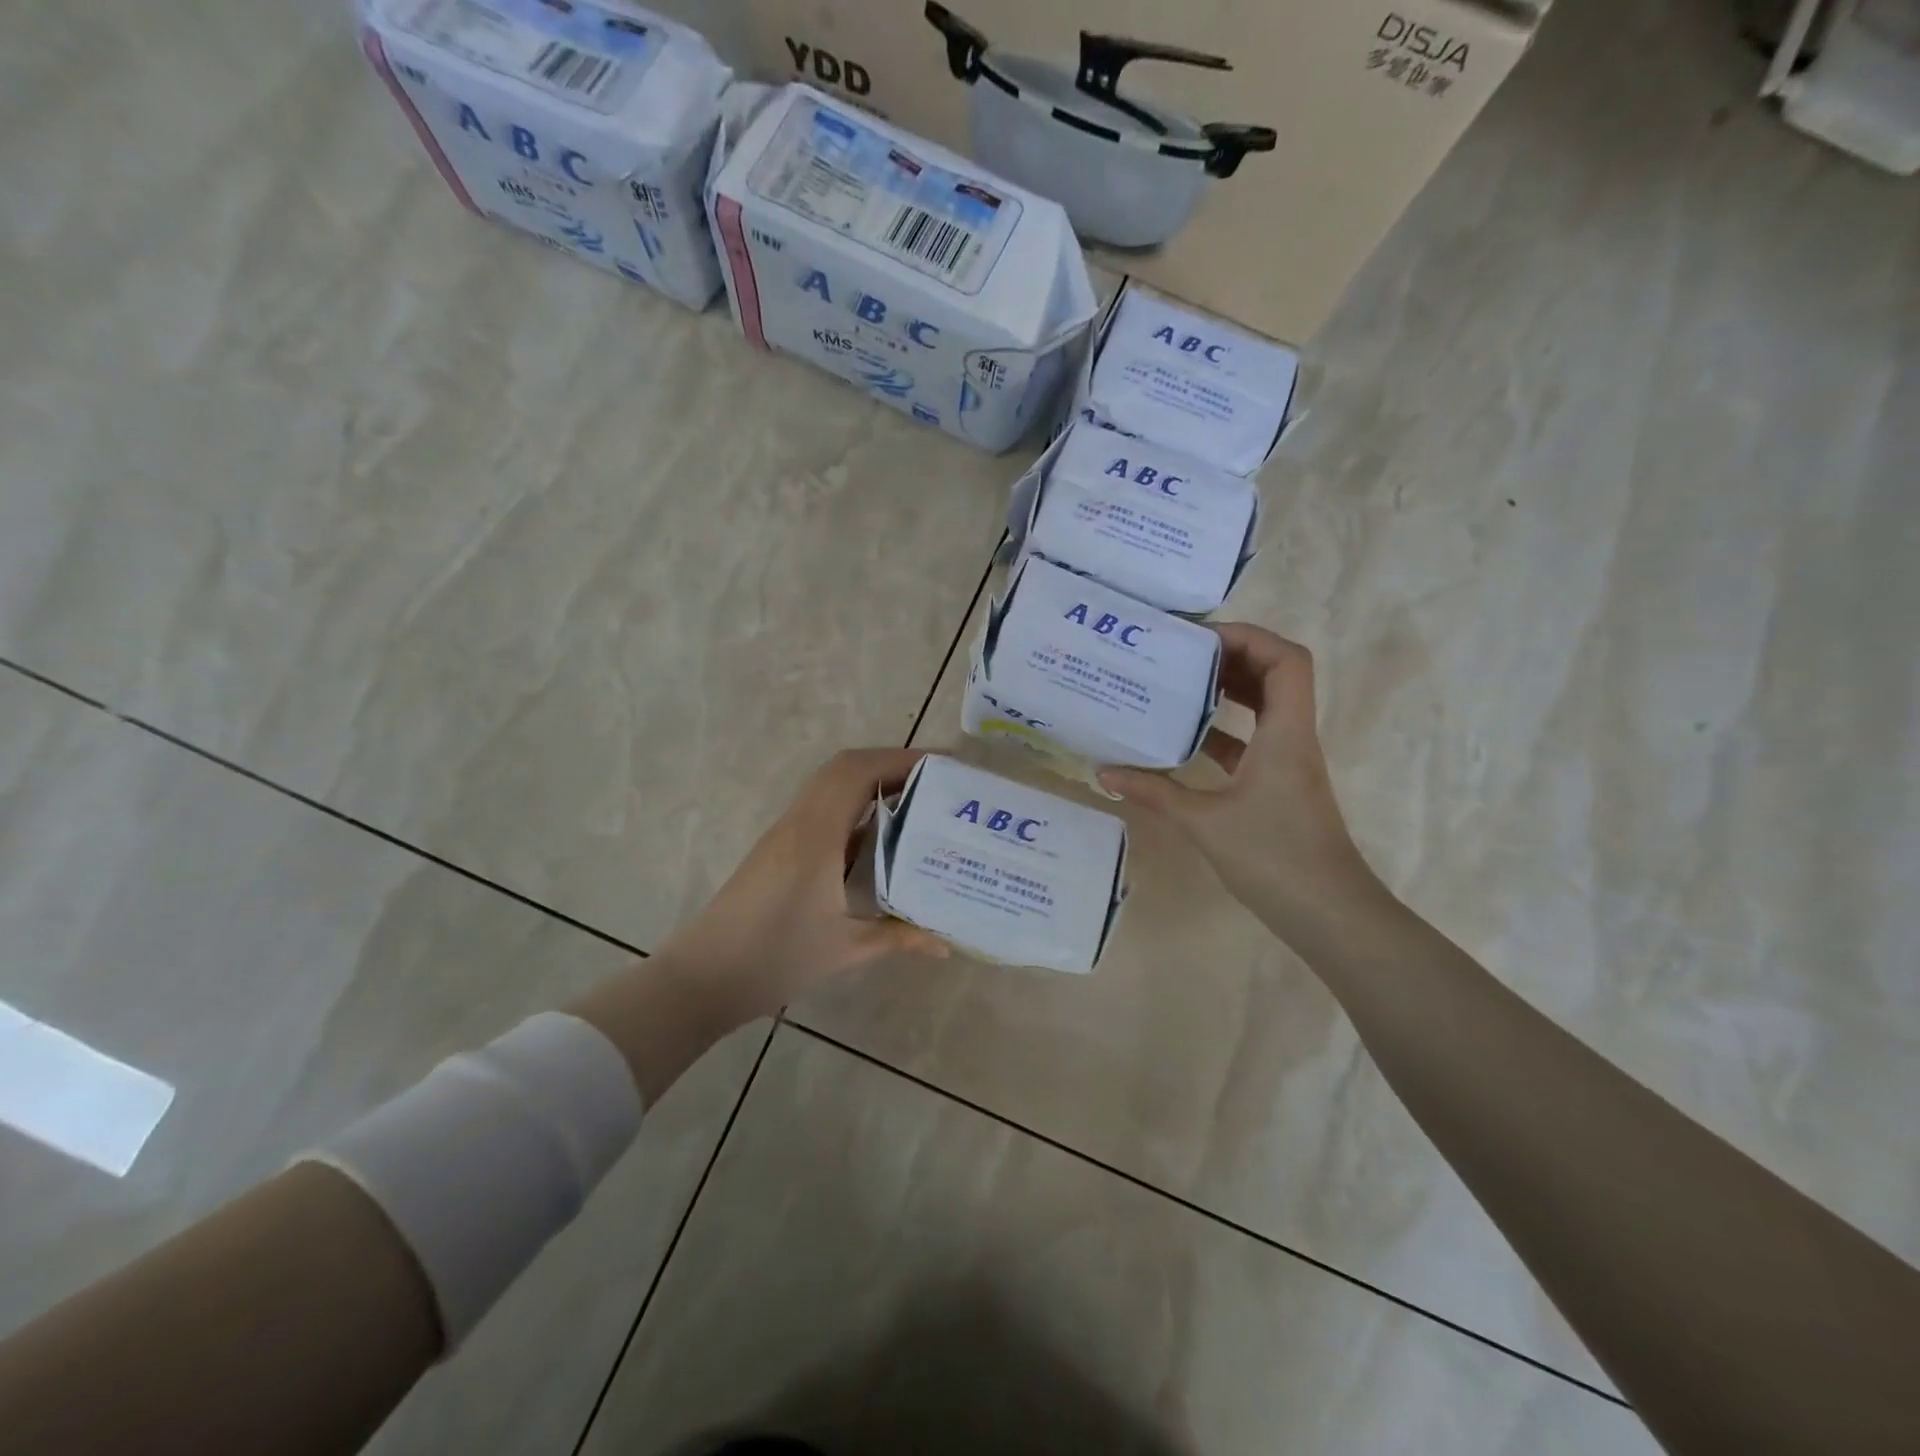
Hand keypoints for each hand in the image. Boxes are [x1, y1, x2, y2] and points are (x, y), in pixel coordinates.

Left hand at [654, 747, 949, 1031]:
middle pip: (845, 768)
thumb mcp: (845, 949)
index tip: (944, 765)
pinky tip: (880, 834)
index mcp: (817, 834)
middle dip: (892, 764)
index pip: (859, 772)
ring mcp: (786, 833)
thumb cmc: (775, 958)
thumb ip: (899, 937)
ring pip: (831, 786)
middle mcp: (800, 821)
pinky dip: (855, 805)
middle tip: (937, 781)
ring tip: (917, 799)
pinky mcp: (779, 848)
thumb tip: (945, 944)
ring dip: (872, 781)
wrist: (703, 977)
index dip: (902, 759)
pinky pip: (822, 808)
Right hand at [1099, 625, 1382, 940]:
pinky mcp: (1279, 786)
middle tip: (1179, 656)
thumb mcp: (1204, 822)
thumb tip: (1103, 772)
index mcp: (1285, 733)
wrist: (1328, 913)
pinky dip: (1223, 731)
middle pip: (1275, 675)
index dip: (1248, 637)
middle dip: (1230, 658)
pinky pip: (1253, 741)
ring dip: (1227, 692)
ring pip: (1264, 708)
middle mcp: (1292, 738)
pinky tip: (1185, 739)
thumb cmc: (1274, 857)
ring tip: (1177, 685)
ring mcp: (1288, 763)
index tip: (1199, 639)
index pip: (1286, 660)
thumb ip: (1154, 792)